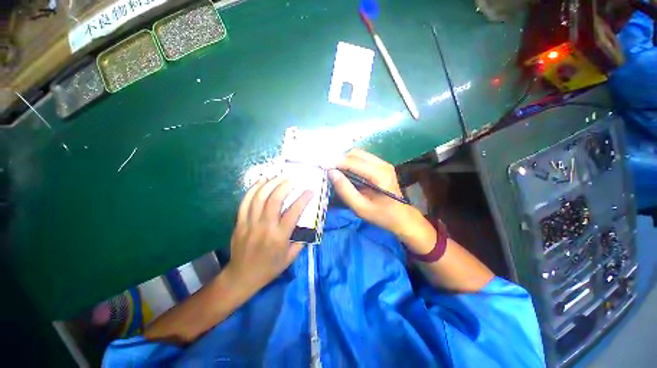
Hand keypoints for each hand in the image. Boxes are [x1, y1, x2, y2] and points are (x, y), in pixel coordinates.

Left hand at [225, 176, 312, 291]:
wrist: (242, 276)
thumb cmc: (269, 268)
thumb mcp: (290, 257)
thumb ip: (301, 239)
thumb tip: (309, 224)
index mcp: (279, 237)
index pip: (294, 212)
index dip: (303, 199)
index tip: (310, 191)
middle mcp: (265, 227)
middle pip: (274, 199)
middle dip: (285, 185)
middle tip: (294, 179)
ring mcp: (250, 223)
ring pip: (259, 197)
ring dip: (271, 183)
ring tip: (280, 176)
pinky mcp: (240, 222)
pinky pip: (245, 201)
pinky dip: (254, 188)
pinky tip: (262, 180)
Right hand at [329, 149, 434, 253]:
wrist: (401, 216)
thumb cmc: (382, 215)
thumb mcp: (360, 207)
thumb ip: (345, 190)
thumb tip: (331, 173)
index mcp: (379, 174)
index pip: (353, 162)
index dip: (336, 162)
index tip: (322, 164)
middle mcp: (382, 164)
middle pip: (355, 153)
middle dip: (340, 159)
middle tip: (329, 170)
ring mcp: (383, 163)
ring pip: (358, 154)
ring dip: (345, 160)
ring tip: (335, 171)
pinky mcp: (381, 165)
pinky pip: (362, 158)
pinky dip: (351, 162)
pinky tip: (346, 172)